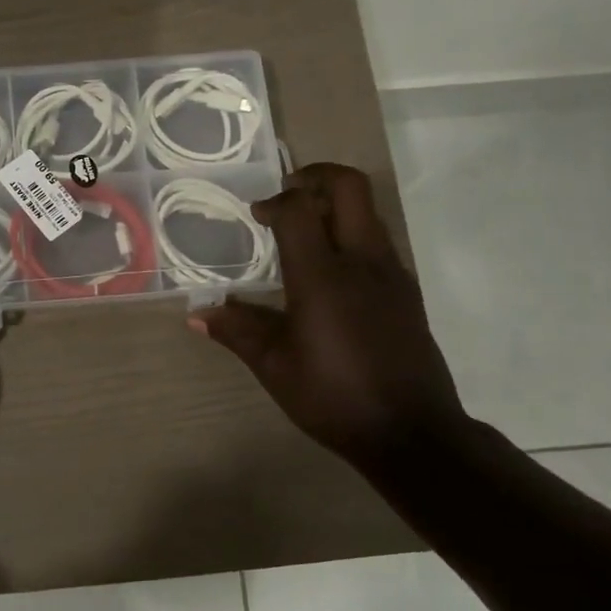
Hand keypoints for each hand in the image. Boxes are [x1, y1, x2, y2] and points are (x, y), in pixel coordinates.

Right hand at [192, 163, 465, 463]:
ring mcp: (392, 275)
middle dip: (316, 177)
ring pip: (368, 214)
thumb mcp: (275, 366)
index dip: (275, 202)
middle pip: (350, 188)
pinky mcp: (407, 293)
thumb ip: (237, 331)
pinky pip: (378, 244)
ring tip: (303, 233)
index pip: (300, 209)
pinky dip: (352, 237)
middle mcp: (363, 262)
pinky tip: (330, 276)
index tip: (257, 216)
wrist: (412, 433)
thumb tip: (197, 315)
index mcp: (323, 276)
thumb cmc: (334, 396)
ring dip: (335, 208)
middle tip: (288, 193)